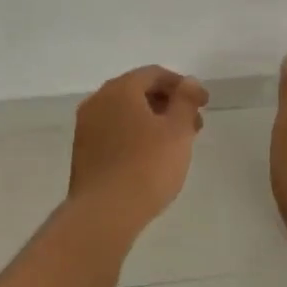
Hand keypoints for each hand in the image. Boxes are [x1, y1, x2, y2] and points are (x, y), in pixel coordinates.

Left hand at [68, 66, 209, 235]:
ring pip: (125, 113)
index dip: (182, 86)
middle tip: (193, 125)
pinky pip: (114, 131)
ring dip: (152, 120)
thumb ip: (185, 101)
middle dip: (167, 103)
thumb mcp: (177, 131)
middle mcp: (98, 100)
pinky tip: (150, 156)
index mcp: (120, 89)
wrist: (104, 213)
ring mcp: (86, 126)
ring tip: (176, 143)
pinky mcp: (83, 151)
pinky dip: (135, 135)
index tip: (203, 104)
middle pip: (137, 91)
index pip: (154, 74)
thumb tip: (187, 81)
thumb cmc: (147, 167)